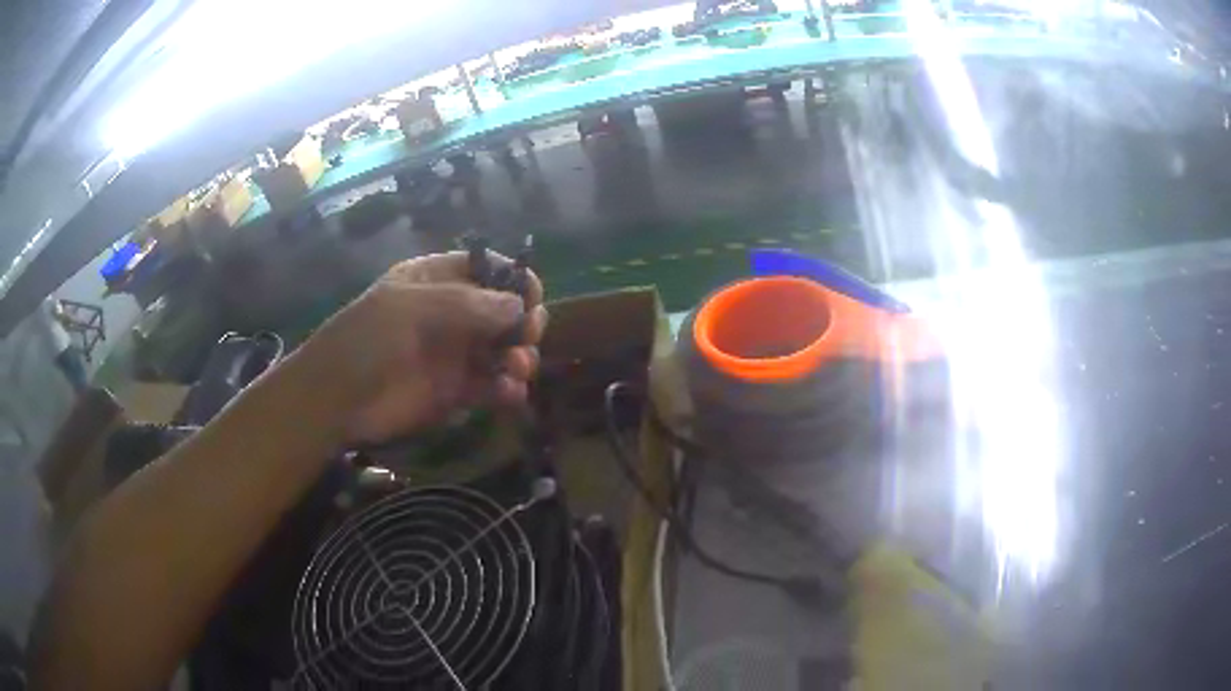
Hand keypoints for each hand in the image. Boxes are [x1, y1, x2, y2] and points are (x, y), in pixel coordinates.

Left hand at [290, 251, 546, 442]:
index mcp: (437, 280)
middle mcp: (452, 314)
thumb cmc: (366, 340)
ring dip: (520, 357)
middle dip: (524, 322)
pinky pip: (493, 386)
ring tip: (516, 369)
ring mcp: (454, 354)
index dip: (514, 280)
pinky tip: (510, 394)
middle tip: (525, 337)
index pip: (488, 270)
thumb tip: (519, 306)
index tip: (532, 298)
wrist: (335, 400)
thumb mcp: (410, 307)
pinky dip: (508, 389)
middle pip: (505, 311)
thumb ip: (467, 304)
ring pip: (504, 350)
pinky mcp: (456, 393)